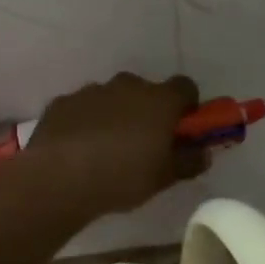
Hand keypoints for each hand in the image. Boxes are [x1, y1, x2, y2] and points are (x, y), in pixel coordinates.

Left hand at [19, 73, 208, 221]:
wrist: (59, 177)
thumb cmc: (123, 176)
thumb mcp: (164, 177)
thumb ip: (189, 161)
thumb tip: (204, 152)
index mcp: (159, 100)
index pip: (185, 87)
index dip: (187, 106)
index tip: (181, 129)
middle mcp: (128, 85)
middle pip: (146, 91)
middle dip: (148, 111)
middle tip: (143, 143)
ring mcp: (92, 90)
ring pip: (112, 98)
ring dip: (115, 115)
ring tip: (106, 150)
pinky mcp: (63, 102)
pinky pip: (83, 108)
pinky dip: (85, 122)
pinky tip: (78, 149)